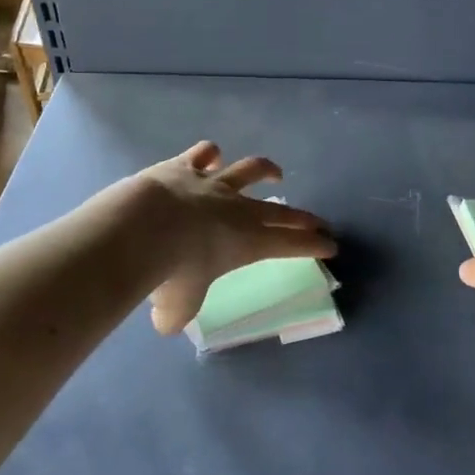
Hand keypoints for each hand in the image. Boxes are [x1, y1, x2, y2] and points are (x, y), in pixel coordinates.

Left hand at [137, 142, 336, 335]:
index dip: (314, 246)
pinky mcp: (185, 166)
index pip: (291, 245)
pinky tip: (211, 155)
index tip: (331, 246)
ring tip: (275, 173)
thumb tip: (167, 321)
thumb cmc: (171, 272)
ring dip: (266, 170)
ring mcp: (213, 183)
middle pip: (281, 211)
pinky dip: (209, 154)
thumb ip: (177, 314)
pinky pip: (203, 153)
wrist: (143, 226)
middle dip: (303, 218)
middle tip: (318, 221)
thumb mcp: (178, 306)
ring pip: (249, 170)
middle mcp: (238, 209)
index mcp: (248, 243)